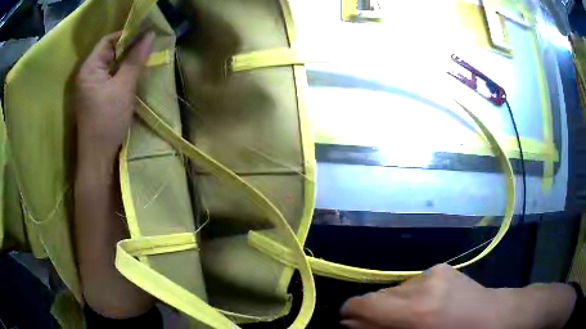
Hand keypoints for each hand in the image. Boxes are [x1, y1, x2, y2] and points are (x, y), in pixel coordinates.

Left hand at [74, 31, 153, 165]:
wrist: (97, 157)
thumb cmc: (108, 120)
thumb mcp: (124, 87)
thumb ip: (135, 60)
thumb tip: (149, 35)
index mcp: (89, 68)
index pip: (107, 40)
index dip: (126, 35)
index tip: (145, 36)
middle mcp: (86, 74)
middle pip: (107, 53)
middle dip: (127, 50)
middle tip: (146, 50)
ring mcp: (88, 87)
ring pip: (108, 67)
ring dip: (124, 63)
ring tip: (141, 63)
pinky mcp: (92, 98)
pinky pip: (107, 79)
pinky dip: (119, 75)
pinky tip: (130, 79)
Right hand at [340, 264, 576, 328]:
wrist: (495, 317)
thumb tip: (354, 324)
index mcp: (417, 312)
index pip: (365, 304)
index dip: (351, 313)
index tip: (349, 323)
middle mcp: (423, 285)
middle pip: (378, 295)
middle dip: (373, 312)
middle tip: (383, 326)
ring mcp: (434, 273)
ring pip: (395, 289)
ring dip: (393, 305)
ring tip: (411, 318)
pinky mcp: (442, 268)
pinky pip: (412, 284)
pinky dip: (409, 297)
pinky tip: (426, 306)